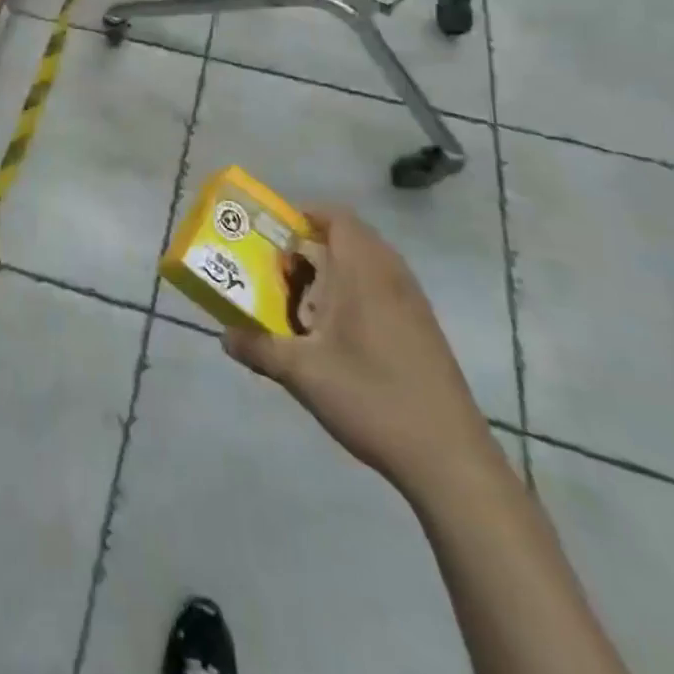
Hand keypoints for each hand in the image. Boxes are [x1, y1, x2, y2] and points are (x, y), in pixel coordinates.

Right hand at [222, 208, 496, 504]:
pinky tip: (341, 335)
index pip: (338, 217)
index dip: (306, 214)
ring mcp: (414, 304)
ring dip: (338, 270)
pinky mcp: (425, 331)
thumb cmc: (371, 397)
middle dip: (316, 245)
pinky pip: (386, 289)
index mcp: (363, 272)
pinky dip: (359, 293)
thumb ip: (259, 347)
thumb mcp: (301, 373)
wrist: (449, 458)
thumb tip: (224, 335)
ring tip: (308, 301)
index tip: (276, 233)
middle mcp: (392, 277)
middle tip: (285, 269)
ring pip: (371, 264)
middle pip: (353, 237)